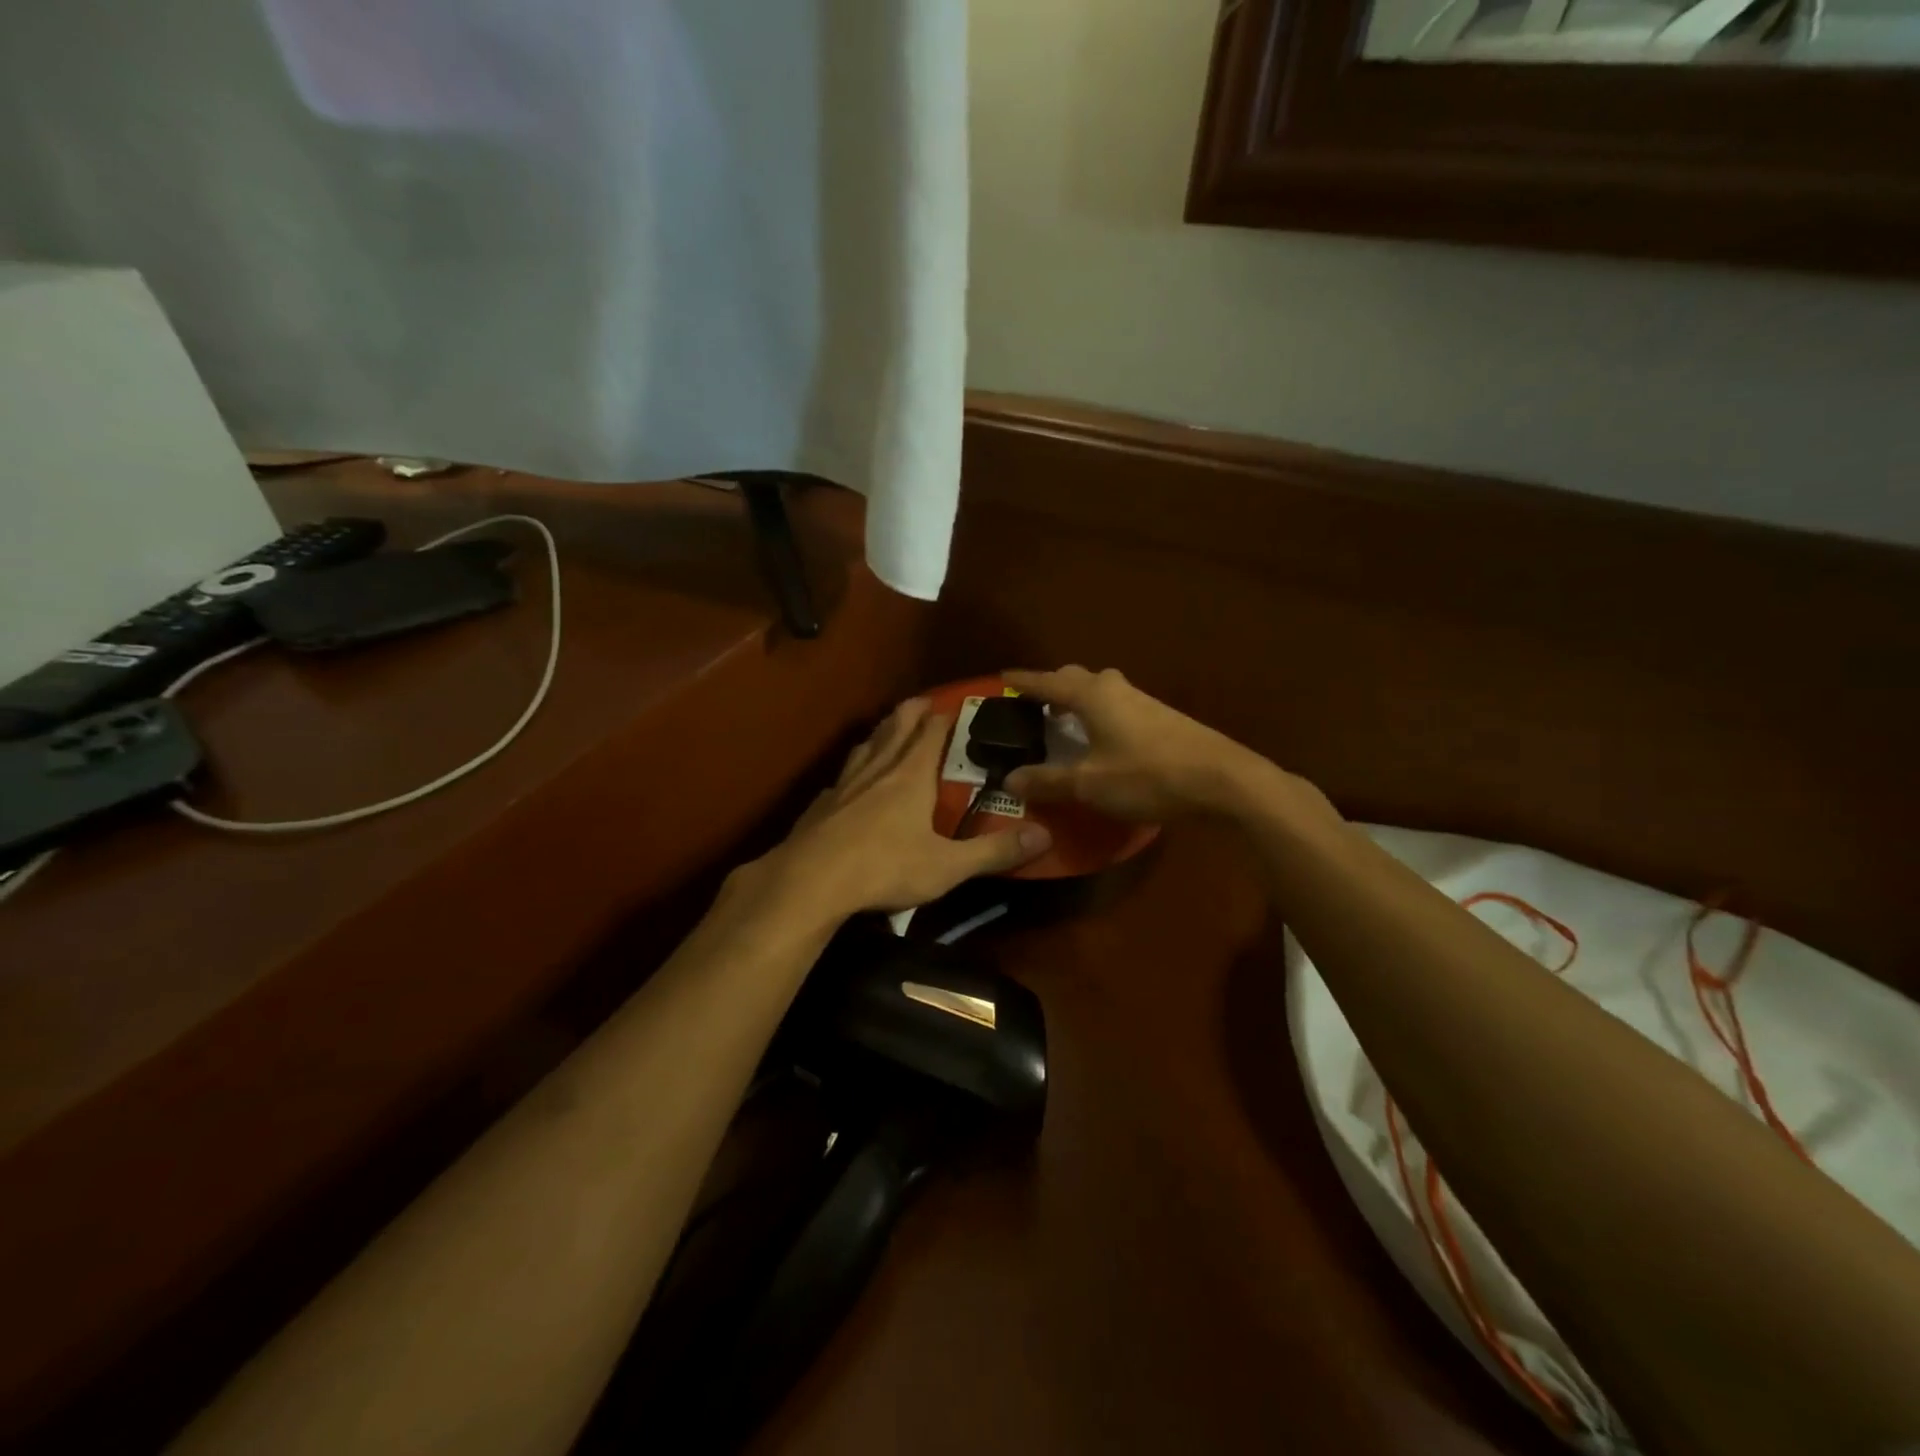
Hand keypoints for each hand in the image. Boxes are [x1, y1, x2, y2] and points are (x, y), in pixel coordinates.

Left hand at [753, 698, 1052, 924]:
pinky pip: (844, 775)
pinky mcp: (821, 804)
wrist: (810, 881)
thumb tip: (1046, 836)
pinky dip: (856, 768)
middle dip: (912, 711)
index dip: (945, 715)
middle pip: (896, 726)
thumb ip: (994, 852)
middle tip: (925, 703)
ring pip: (866, 746)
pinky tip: (851, 782)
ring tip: (890, 730)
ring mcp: (844, 784)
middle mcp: (877, 769)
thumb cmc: (885, 867)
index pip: (931, 731)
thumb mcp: (947, 866)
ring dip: (882, 732)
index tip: (958, 705)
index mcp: (910, 775)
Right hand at [1001, 666, 1273, 821]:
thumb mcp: (1090, 785)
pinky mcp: (1163, 718)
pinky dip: (1099, 713)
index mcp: (1092, 696)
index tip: (1003, 677)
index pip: (1047, 683)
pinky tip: (1103, 738)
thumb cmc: (1148, 776)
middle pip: (1076, 678)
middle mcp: (1116, 689)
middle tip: (1034, 705)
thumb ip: (1048, 781)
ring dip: (1078, 699)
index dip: (1024, 682)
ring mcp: (1143, 701)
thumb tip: (1009, 779)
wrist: (1223, 780)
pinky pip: (1118, 705)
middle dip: (1053, 686)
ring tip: (1064, 721)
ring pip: (1101, 689)